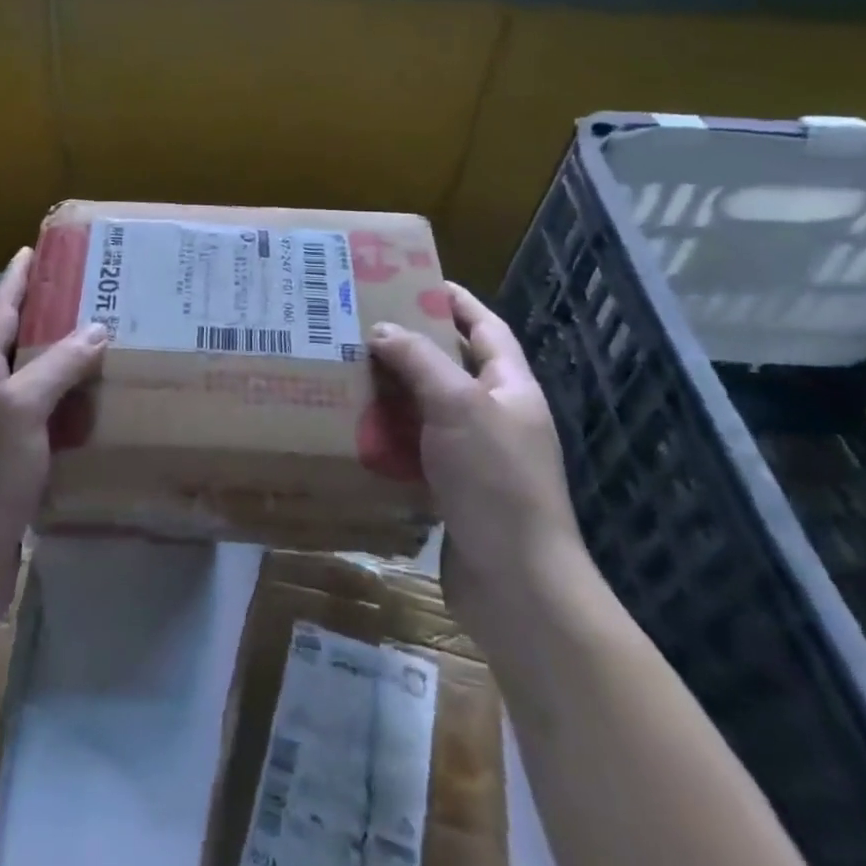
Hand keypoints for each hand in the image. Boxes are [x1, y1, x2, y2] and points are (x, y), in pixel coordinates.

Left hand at [0, 248, 108, 625]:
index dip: (15, 280)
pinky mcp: (17, 473)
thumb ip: (55, 367)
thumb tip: (95, 330)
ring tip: (108, 350)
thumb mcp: (18, 410)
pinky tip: (103, 415)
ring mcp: (0, 438)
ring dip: (67, 367)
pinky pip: (51, 429)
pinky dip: (75, 414)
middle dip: (49, 319)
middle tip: (92, 298)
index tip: (32, 249)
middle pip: (19, 347)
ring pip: (39, 389)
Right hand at [368, 283, 587, 632]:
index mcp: (510, 389)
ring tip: (349, 370)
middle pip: (452, 367)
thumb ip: (420, 362)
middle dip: (412, 345)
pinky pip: (416, 449)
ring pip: (428, 409)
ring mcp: (476, 456)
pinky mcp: (453, 490)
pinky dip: (390, 436)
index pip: (485, 329)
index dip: (456, 302)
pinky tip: (356, 429)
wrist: (516, 585)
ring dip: (394, 391)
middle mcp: (496, 417)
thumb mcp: (458, 407)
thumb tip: (382, 329)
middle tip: (363, 325)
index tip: (416, 280)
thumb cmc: (495, 482)